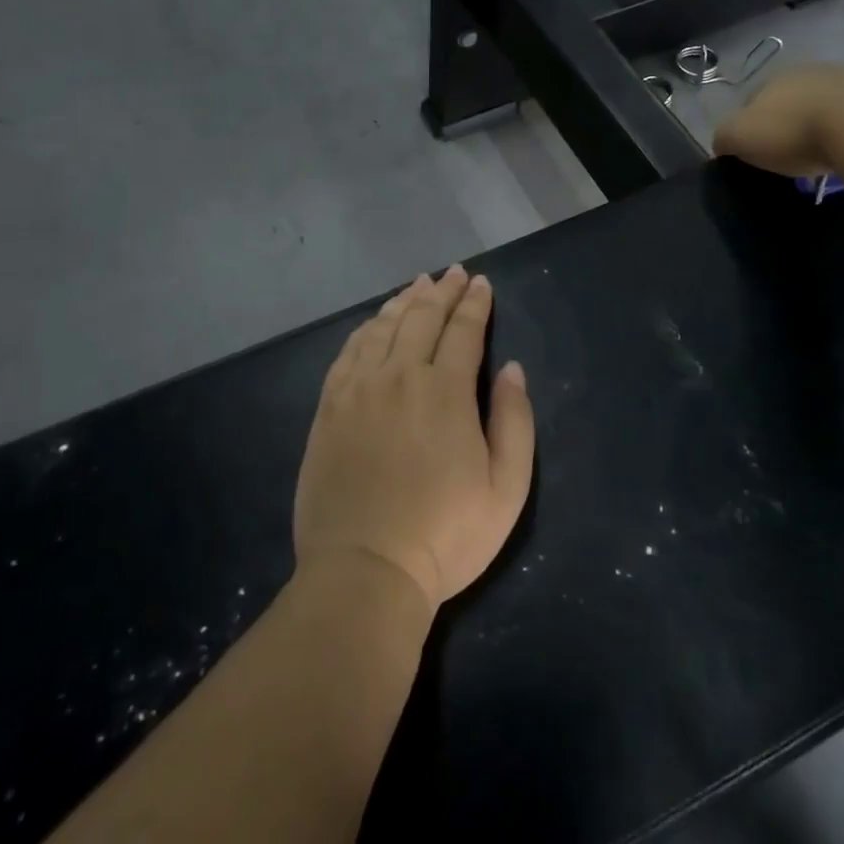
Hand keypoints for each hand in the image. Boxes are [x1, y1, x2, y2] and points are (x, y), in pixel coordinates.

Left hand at [293, 266, 535, 613]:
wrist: (365, 570)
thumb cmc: (446, 535)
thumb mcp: (507, 487)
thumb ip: (514, 420)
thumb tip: (511, 369)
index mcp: (446, 391)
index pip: (463, 330)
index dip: (475, 303)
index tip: (482, 283)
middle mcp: (400, 376)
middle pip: (422, 318)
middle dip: (442, 291)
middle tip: (454, 273)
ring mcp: (358, 390)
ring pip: (383, 327)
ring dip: (404, 301)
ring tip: (418, 285)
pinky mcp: (329, 408)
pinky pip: (348, 352)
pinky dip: (366, 328)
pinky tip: (375, 323)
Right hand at [713, 64, 843, 176]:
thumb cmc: (791, 131)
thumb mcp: (739, 137)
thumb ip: (724, 138)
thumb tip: (722, 145)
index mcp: (770, 80)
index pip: (750, 102)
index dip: (748, 128)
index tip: (754, 154)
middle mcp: (807, 71)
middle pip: (789, 101)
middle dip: (786, 123)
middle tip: (789, 154)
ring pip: (824, 105)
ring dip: (820, 125)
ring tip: (823, 154)